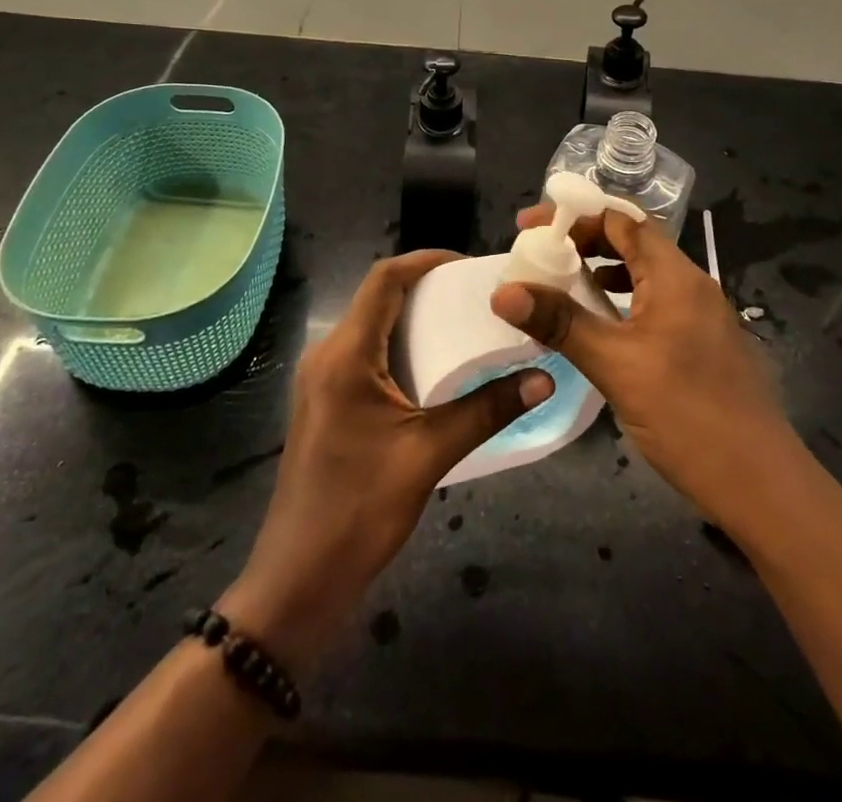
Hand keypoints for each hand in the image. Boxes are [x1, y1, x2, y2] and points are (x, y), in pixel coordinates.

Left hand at [221, 250, 553, 673]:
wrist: (298, 580)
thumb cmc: (359, 510)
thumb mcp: (428, 455)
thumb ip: (486, 411)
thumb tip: (544, 378)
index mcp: (345, 354)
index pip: (383, 279)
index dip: (425, 261)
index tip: (470, 264)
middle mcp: (327, 355)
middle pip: (377, 298)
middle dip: (426, 287)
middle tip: (477, 295)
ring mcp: (322, 380)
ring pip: (371, 326)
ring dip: (414, 317)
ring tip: (465, 323)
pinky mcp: (326, 402)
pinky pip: (365, 354)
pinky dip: (400, 346)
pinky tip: (435, 367)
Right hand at [490, 207, 799, 535]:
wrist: (761, 485)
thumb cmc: (688, 415)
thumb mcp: (615, 365)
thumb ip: (561, 323)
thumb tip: (503, 292)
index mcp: (675, 276)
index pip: (621, 220)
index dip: (574, 216)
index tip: (531, 226)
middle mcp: (691, 285)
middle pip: (632, 242)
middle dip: (584, 241)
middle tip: (539, 255)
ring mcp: (700, 315)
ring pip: (643, 274)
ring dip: (601, 272)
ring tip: (559, 285)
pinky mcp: (701, 343)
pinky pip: (653, 303)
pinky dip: (620, 301)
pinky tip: (598, 326)